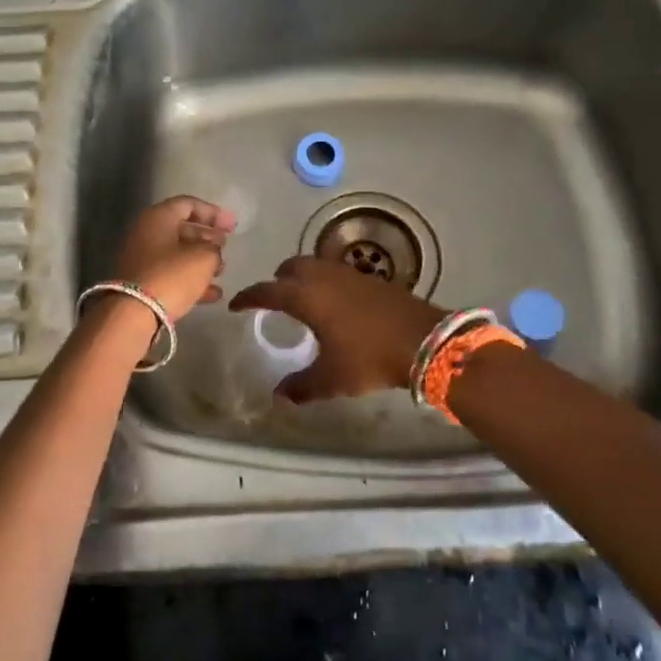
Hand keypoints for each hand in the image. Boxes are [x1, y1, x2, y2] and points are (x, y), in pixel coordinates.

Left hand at [108, 196, 238, 320]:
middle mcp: (146, 233)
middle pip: (182, 229)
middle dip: (207, 237)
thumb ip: (214, 248)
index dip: (214, 213)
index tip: (233, 227)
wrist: (134, 313)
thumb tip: (212, 250)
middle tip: (226, 247)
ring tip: (222, 271)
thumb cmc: (171, 275)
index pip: (189, 204)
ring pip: (177, 253)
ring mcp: (142, 259)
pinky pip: (171, 275)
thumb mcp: (203, 258)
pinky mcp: (142, 282)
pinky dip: (191, 280)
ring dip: (201, 260)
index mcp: (158, 217)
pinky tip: (213, 294)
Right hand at [230, 256, 447, 401]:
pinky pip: (335, 272)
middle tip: (272, 300)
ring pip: (314, 265)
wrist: (424, 340)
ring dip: (301, 277)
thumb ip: (301, 386)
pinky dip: (324, 281)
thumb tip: (279, 395)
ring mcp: (348, 273)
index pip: (266, 290)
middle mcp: (322, 277)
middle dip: (277, 280)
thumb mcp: (331, 379)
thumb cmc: (369, 358)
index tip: (236, 306)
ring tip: (301, 301)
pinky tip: (333, 303)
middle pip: (290, 267)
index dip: (248, 297)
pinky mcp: (369, 277)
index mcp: (305, 296)